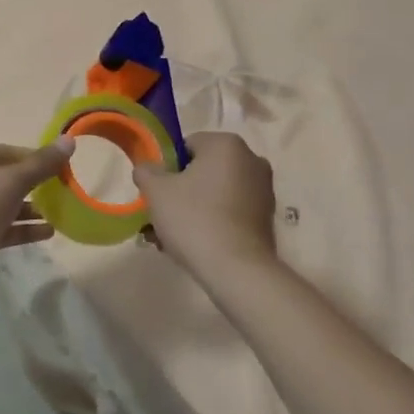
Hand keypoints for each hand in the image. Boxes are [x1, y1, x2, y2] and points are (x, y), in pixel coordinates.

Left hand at [0, 140, 74, 301]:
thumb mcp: (12, 181)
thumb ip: (42, 163)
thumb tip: (69, 139)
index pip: (11, 152)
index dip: (38, 159)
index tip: (65, 170)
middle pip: (8, 177)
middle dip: (36, 186)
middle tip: (65, 193)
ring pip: (5, 204)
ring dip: (31, 209)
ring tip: (62, 214)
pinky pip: (2, 227)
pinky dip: (23, 229)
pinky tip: (48, 232)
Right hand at [133, 131, 278, 278]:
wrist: (237, 269)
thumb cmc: (194, 219)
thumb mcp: (156, 191)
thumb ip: (146, 171)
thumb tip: (147, 168)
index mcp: (226, 144)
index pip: (186, 147)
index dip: (166, 169)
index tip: (157, 193)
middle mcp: (251, 160)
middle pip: (202, 171)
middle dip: (179, 192)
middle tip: (160, 217)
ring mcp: (263, 190)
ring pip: (215, 193)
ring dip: (192, 209)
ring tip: (170, 238)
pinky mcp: (267, 217)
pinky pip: (230, 211)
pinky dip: (212, 222)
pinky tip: (193, 245)